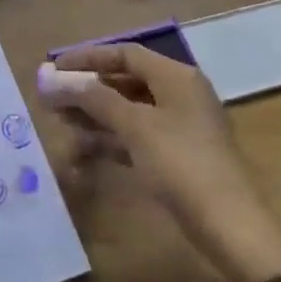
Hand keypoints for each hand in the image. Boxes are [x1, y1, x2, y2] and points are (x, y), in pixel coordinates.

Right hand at [39, 44, 280, 281]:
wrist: (229, 227)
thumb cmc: (182, 164)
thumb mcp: (136, 126)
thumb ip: (94, 99)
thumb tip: (54, 79)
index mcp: (176, 78)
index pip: (126, 54)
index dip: (88, 58)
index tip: (54, 68)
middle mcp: (179, 95)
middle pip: (125, 81)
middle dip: (87, 89)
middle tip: (51, 98)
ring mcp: (179, 128)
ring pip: (128, 111)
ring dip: (94, 115)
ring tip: (59, 122)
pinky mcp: (175, 157)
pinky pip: (135, 137)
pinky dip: (109, 139)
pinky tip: (82, 148)